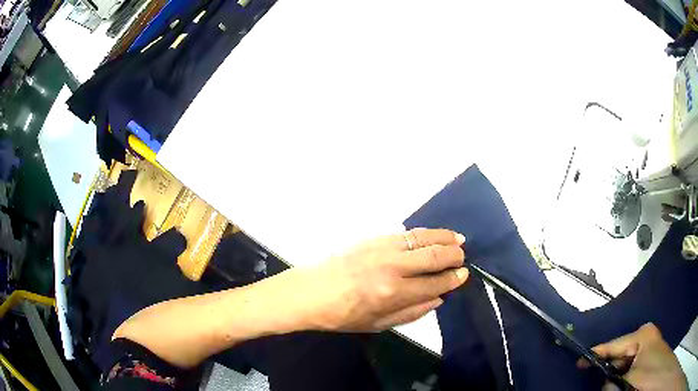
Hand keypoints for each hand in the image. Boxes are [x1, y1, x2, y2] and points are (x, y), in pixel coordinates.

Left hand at [298, 228, 468, 331]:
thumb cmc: (342, 315)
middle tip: (463, 257)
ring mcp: (381, 249)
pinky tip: (432, 236)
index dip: (453, 279)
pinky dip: (423, 233)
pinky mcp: (372, 239)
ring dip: (443, 237)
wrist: (310, 292)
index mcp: (393, 293)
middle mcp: (392, 267)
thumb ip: (412, 312)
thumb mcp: (378, 324)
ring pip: (422, 238)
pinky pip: (405, 233)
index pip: (434, 283)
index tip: (464, 275)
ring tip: (458, 239)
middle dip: (454, 256)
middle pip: (433, 256)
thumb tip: (438, 298)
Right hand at [578, 323, 687, 390]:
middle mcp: (644, 337)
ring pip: (623, 364)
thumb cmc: (650, 375)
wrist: (660, 373)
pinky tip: (623, 385)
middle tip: (602, 384)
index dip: (595, 354)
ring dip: (616, 377)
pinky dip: (622, 378)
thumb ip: (613, 381)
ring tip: (620, 386)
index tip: (578, 362)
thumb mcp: (630, 380)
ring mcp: (646, 347)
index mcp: (642, 335)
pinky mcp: (646, 357)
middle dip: (608, 371)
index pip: (614, 344)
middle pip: (618, 355)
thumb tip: (603, 383)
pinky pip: (629, 368)